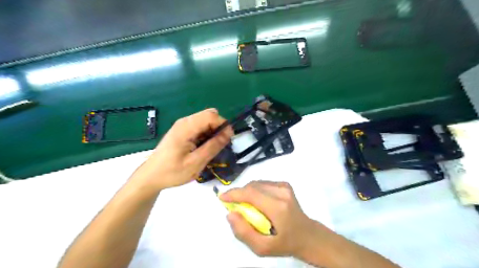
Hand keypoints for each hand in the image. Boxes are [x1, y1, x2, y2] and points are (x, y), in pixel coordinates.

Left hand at [130, 109, 233, 192]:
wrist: (151, 176)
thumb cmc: (172, 172)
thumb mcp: (196, 162)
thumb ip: (213, 146)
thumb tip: (229, 133)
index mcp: (186, 127)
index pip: (212, 115)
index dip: (223, 125)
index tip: (228, 139)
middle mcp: (184, 121)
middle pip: (209, 115)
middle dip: (219, 128)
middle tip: (219, 145)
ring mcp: (182, 125)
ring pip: (205, 120)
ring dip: (213, 132)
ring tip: (211, 148)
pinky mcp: (182, 130)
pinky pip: (200, 126)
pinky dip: (206, 134)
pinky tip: (202, 147)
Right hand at [219, 180, 323, 257]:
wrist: (307, 235)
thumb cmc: (284, 243)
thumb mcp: (262, 248)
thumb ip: (243, 232)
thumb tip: (230, 213)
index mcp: (278, 207)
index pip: (251, 193)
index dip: (234, 193)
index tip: (222, 198)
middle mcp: (282, 192)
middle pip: (252, 186)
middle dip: (239, 194)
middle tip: (234, 206)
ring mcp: (284, 186)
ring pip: (257, 183)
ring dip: (247, 192)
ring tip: (246, 206)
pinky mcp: (285, 184)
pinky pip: (263, 184)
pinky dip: (255, 191)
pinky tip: (257, 202)